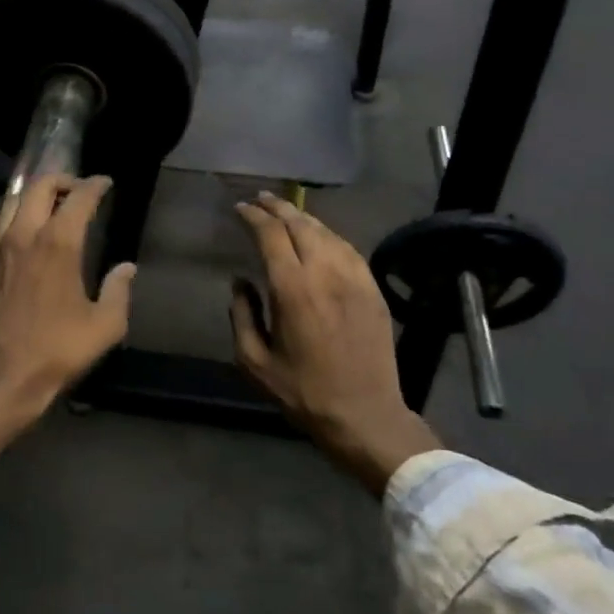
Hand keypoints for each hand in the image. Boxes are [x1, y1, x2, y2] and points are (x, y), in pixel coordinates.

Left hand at [0, 174, 134, 505]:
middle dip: (61, 180)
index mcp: (57, 245)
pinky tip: (15, 231)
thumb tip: (126, 269)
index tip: (105, 184)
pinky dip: (7, 217)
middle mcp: (23, 236)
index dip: (95, 186)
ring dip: (33, 196)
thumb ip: (119, 291)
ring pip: (11, 202)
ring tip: (48, 206)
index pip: (78, 198)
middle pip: (39, 187)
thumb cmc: (55, 352)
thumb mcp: (104, 327)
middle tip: (77, 189)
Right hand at [230, 192, 440, 492]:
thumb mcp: (254, 361)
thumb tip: (240, 282)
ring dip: (303, 217)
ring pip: (327, 232)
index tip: (239, 209)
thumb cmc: (303, 392)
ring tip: (285, 212)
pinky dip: (329, 235)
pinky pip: (349, 249)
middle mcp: (325, 273)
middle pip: (300, 224)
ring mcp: (355, 279)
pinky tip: (320, 237)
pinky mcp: (373, 290)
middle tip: (260, 199)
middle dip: (277, 207)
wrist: (364, 414)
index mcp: (292, 289)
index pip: (271, 235)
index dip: (253, 216)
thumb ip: (242, 315)